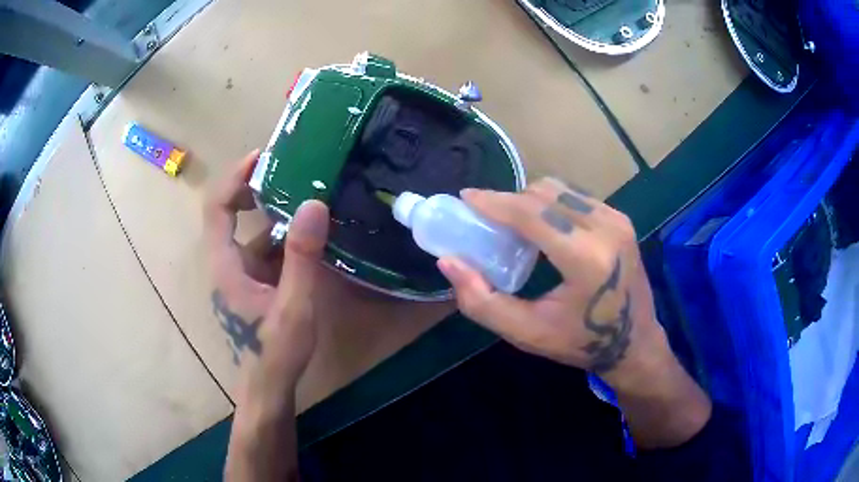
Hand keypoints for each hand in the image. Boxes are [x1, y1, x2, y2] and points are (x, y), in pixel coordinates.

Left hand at [211, 151, 329, 481]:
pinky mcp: (249, 286)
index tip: (262, 158)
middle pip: (230, 214)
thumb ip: (302, 256)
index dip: (235, 178)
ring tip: (307, 200)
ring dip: (274, 216)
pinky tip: (307, 241)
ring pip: (250, 235)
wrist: (267, 388)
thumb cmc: (275, 351)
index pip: (217, 207)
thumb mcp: (294, 304)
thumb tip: (313, 204)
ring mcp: (237, 276)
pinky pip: (261, 253)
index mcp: (225, 264)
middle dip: (257, 189)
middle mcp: (225, 264)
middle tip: (291, 172)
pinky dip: (281, 240)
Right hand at [437, 178, 667, 389]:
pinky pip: (575, 196)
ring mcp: (617, 220)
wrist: (635, 342)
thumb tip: (448, 261)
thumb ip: (482, 300)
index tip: (466, 198)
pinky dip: (551, 204)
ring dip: (529, 201)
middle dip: (509, 201)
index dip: (494, 202)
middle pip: (544, 193)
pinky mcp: (620, 219)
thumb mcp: (526, 332)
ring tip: (513, 226)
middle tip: (487, 220)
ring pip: (559, 189)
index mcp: (586, 258)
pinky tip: (543, 228)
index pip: (532, 213)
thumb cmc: (580, 343)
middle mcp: (606, 228)